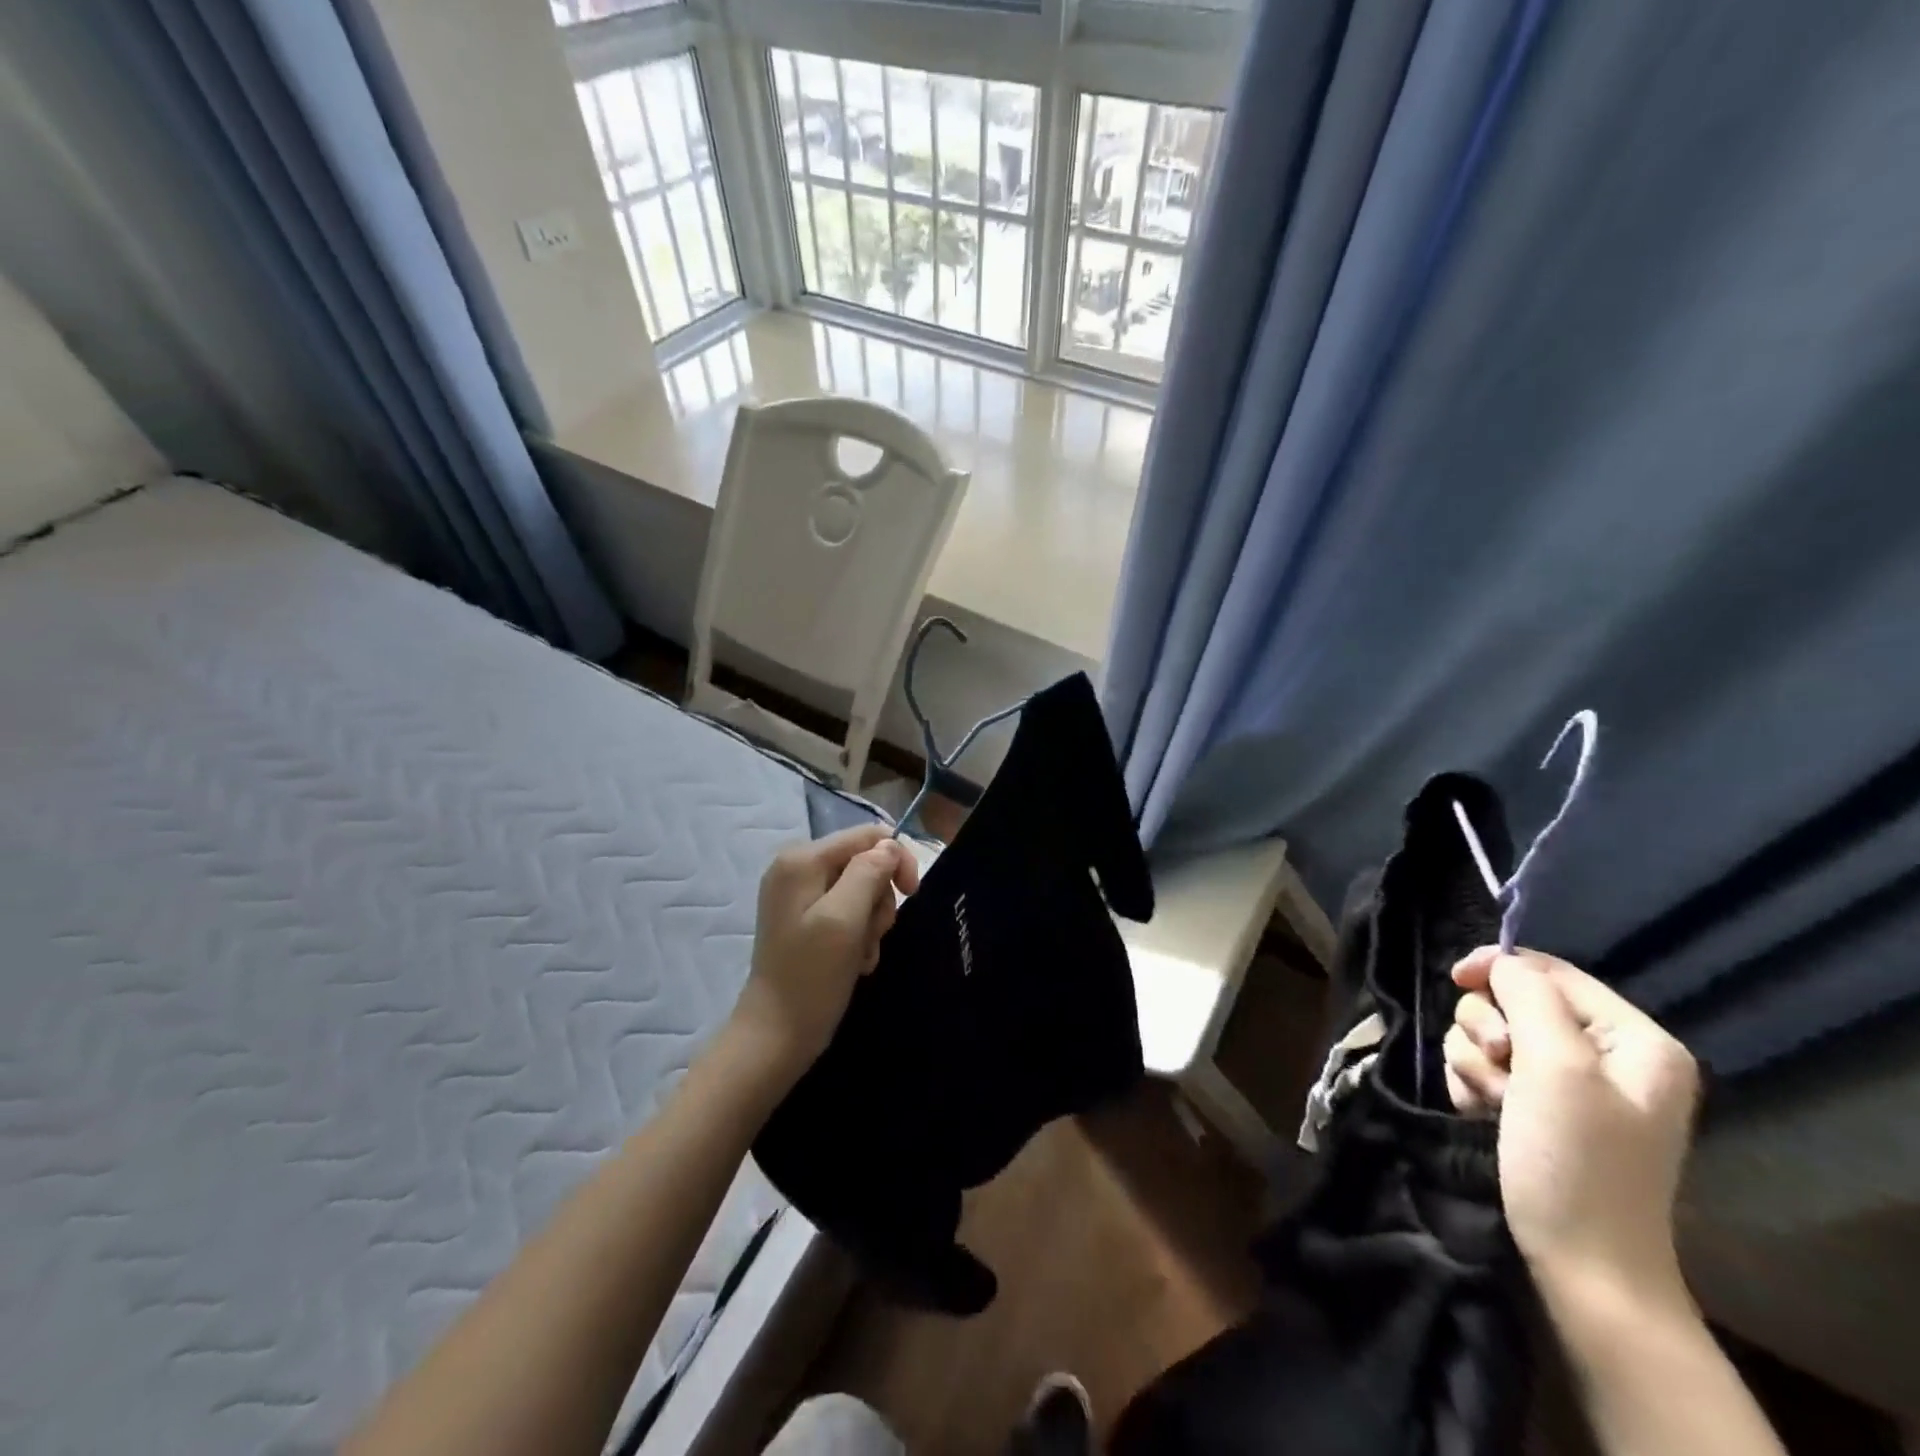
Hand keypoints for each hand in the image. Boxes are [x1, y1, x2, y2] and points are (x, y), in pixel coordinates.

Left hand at [730, 825, 918, 1084]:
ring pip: (861, 890)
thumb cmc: (811, 977)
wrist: (776, 1036)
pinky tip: (854, 962)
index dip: (895, 860)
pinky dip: (859, 935)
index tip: (910, 895)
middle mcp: (797, 868)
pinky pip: (848, 912)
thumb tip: (889, 846)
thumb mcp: (844, 919)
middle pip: (865, 863)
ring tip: (861, 954)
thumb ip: (868, 873)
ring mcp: (799, 895)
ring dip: (871, 923)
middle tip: (873, 935)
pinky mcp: (805, 920)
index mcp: (802, 859)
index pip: (866, 835)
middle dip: (879, 899)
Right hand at [1444, 948, 1699, 1303]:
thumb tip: (1500, 963)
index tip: (1455, 979)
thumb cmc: (1578, 1162)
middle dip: (1487, 1029)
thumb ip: (1530, 998)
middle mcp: (1604, 1056)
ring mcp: (1567, 1085)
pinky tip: (1482, 1114)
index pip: (1550, 971)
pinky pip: (1482, 1068)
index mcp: (1635, 1040)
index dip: (1498, 968)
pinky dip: (1473, 1085)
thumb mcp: (1557, 1068)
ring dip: (1474, 1061)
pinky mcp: (1533, 1109)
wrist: (1582, 1268)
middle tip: (1498, 1069)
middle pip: (1511, 1001)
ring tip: (1491, 1103)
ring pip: (1488, 1034)